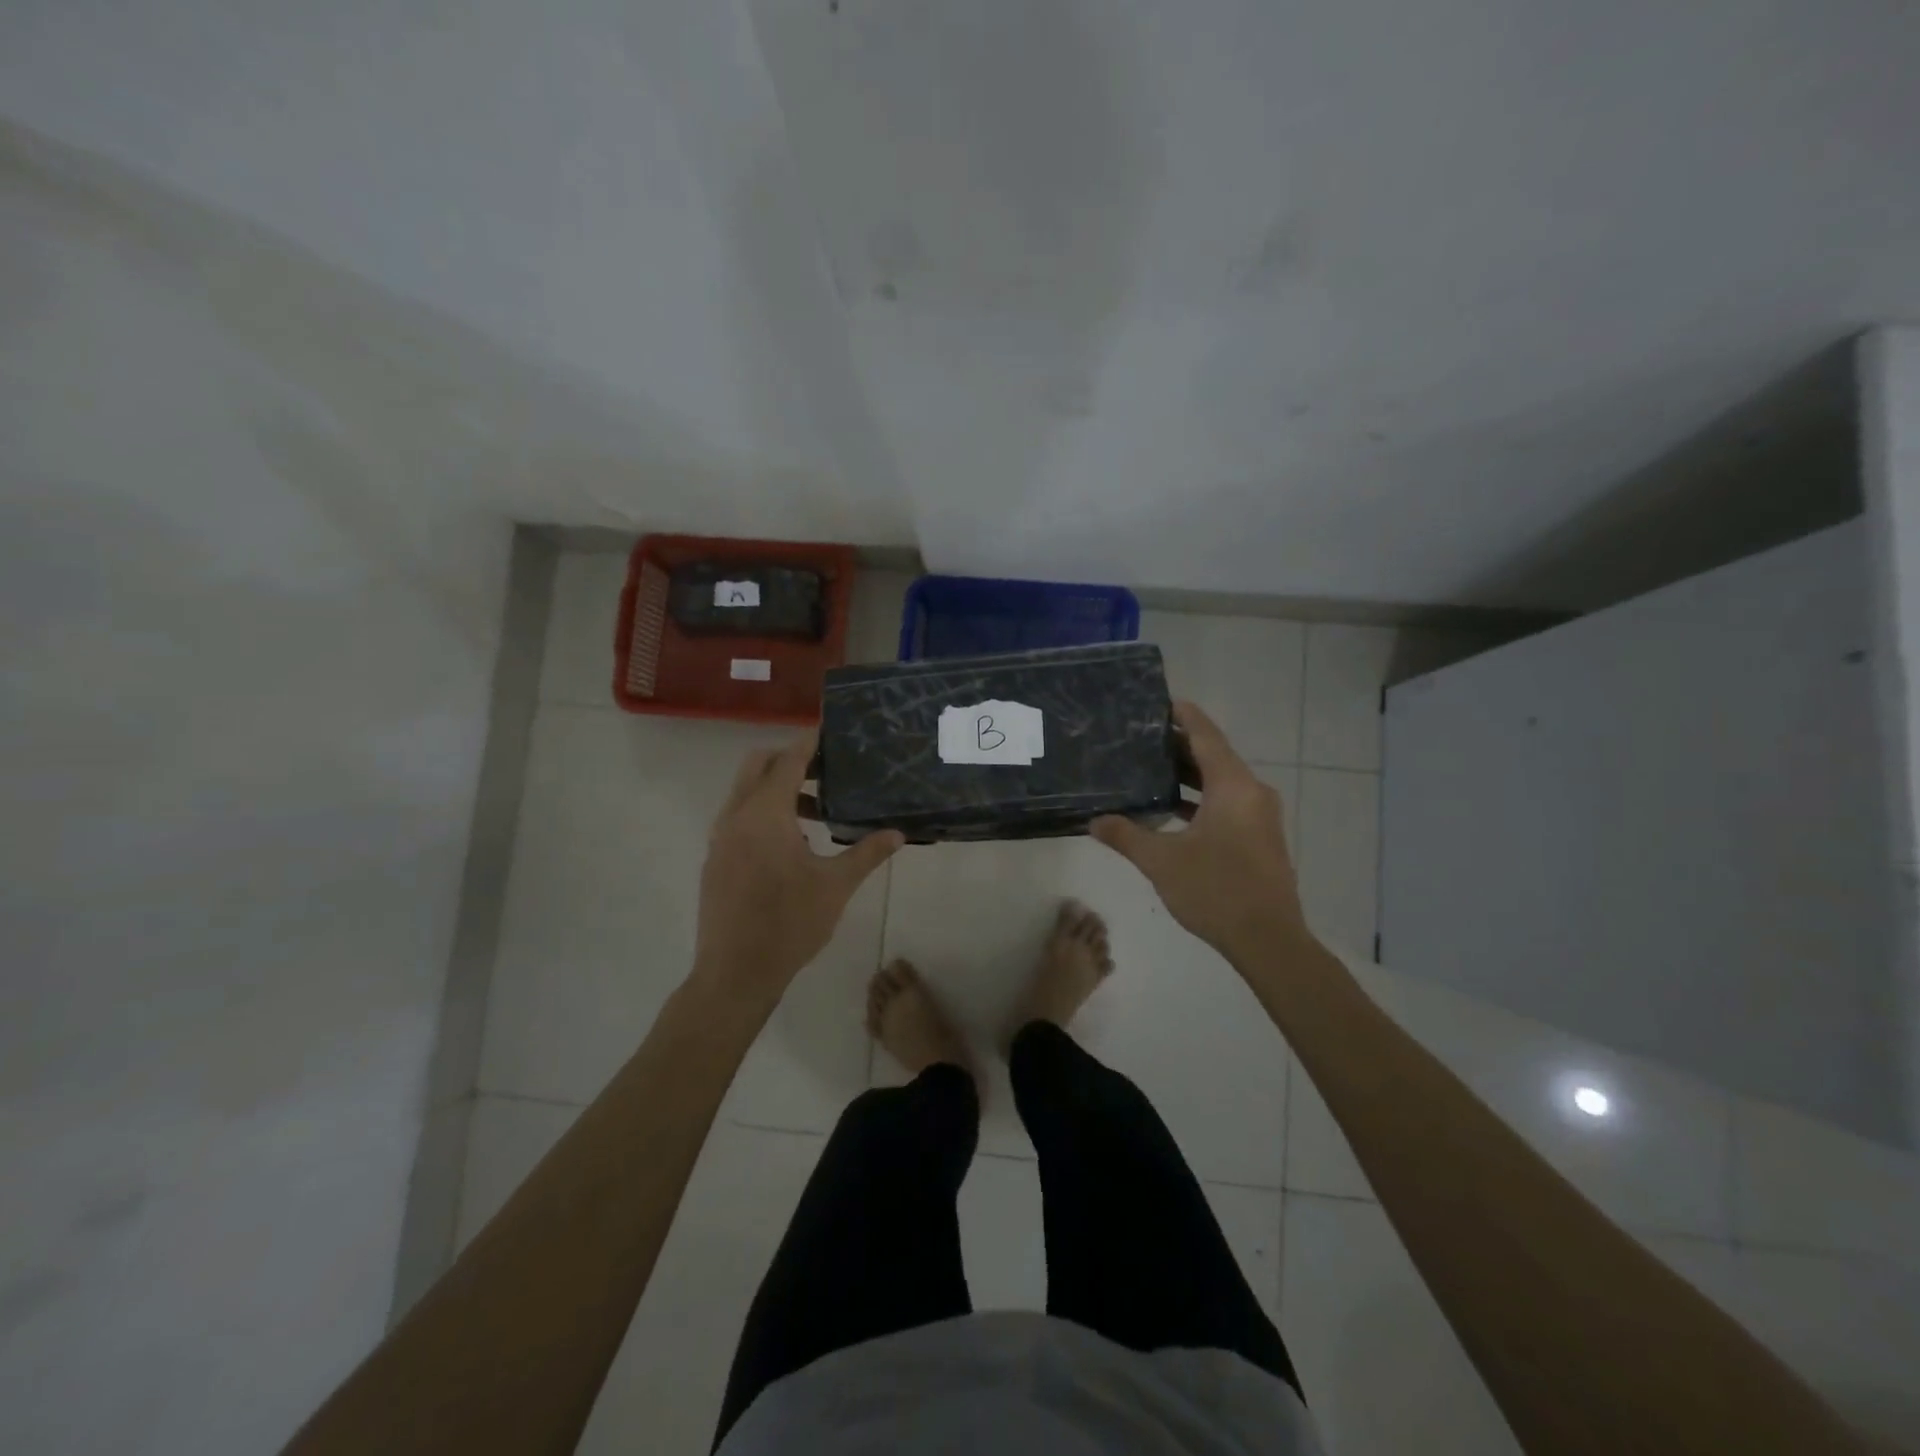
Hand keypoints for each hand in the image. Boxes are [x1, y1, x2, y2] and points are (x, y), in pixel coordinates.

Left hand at [693, 730, 902, 1002]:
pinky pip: (737, 816)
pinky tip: (790, 842)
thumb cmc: (790, 924)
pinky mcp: (715, 858)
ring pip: (744, 792)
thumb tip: (898, 833)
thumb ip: (867, 853)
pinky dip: (761, 811)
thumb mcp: (836, 886)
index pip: (788, 760)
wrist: (735, 973)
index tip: (830, 730)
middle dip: (789, 759)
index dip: (809, 742)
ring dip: (775, 788)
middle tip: (825, 770)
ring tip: (815, 809)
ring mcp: (720, 838)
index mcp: (765, 815)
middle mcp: (736, 816)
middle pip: (757, 765)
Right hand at [1091, 701, 1310, 963]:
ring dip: (1189, 774)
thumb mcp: (1161, 861)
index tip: (1159, 700)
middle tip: (1140, 737)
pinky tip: (1171, 810)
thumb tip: (1094, 821)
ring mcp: (1260, 816)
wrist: (1269, 940)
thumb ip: (1125, 835)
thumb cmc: (1216, 890)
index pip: (1206, 735)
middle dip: (1179, 745)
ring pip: (1221, 781)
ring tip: (1149, 769)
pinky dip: (1201, 799)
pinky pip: (1228, 803)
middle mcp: (1252, 792)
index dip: (1183, 715)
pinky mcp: (1259, 837)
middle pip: (1214, 755)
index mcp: (1233, 786)